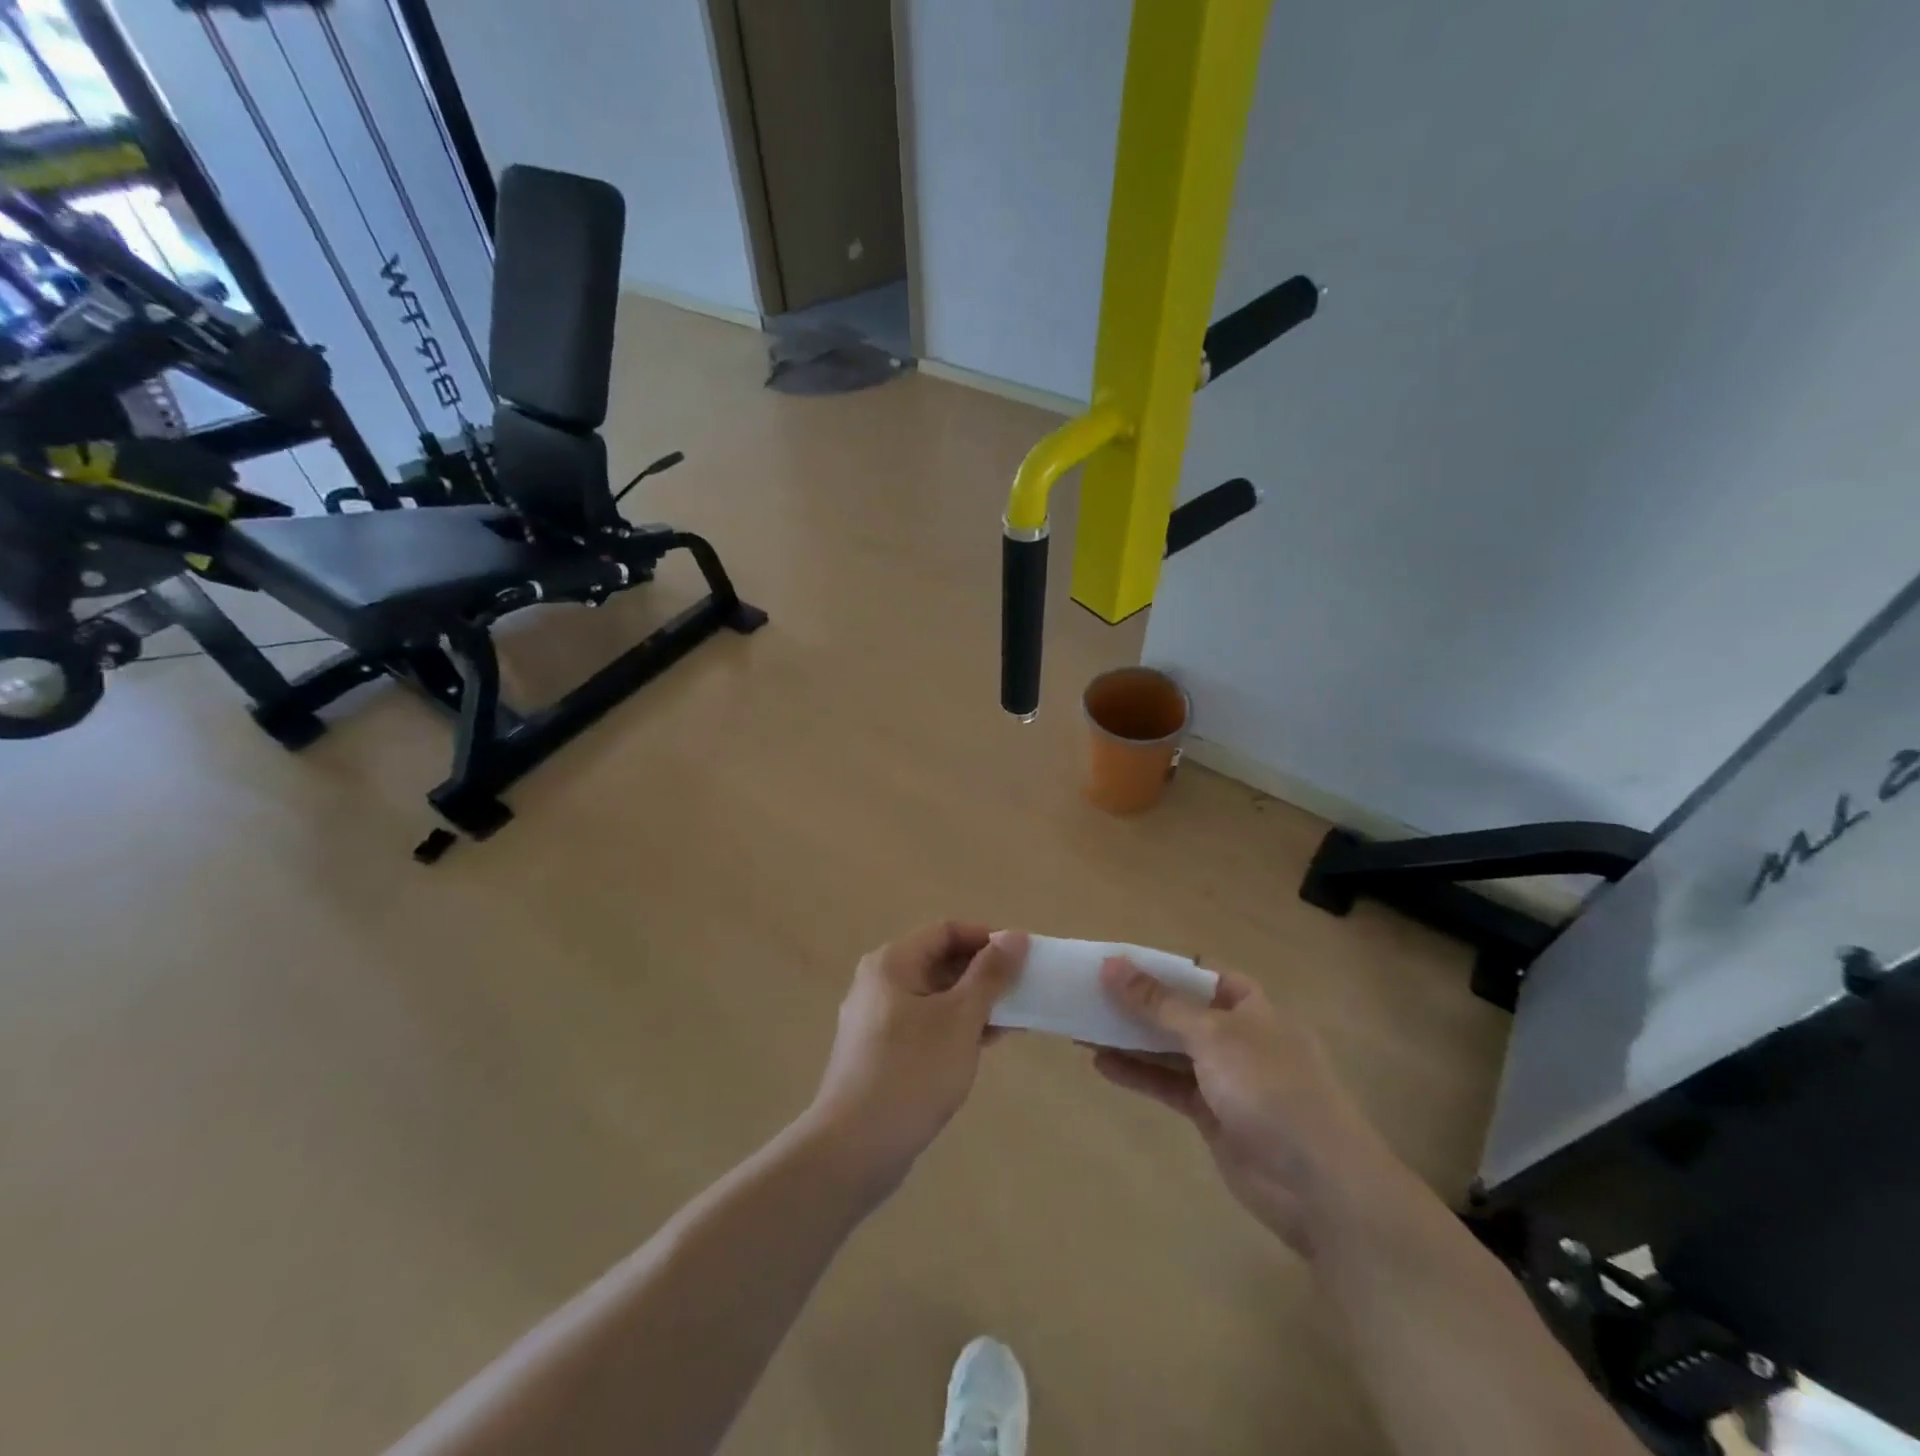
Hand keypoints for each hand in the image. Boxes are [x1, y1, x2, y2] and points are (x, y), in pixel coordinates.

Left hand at [806, 923, 1025, 1194]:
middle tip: (1022, 991)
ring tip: (1013, 1021)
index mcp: (893, 962)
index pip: (946, 930)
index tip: (1022, 958)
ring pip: (934, 995)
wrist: (855, 1148)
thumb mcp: (960, 1018)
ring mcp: (876, 1019)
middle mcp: (879, 982)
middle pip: (938, 960)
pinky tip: (984, 1045)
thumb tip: (1015, 935)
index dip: (987, 938)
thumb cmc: (912, 1071)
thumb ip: (990, 974)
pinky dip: (954, 1027)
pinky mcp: (879, 1052)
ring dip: (973, 1002)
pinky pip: (924, 1023)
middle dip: (983, 973)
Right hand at [1091, 958, 1385, 1254]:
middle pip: (1178, 1010)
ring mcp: (1224, 1077)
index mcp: (1248, 1006)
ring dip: (1129, 1038)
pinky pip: (1167, 1084)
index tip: (1113, 964)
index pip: (1196, 974)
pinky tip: (1101, 1064)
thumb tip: (1112, 964)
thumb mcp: (1212, 1036)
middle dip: (1136, 1003)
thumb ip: (1159, 1003)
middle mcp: (1236, 1036)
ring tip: (1081, 1026)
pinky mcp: (1212, 1114)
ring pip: (1168, 1048)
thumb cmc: (1270, 1090)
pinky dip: (1137, 1074)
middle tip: (1086, 994)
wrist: (1319, 1185)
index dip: (1157, 967)